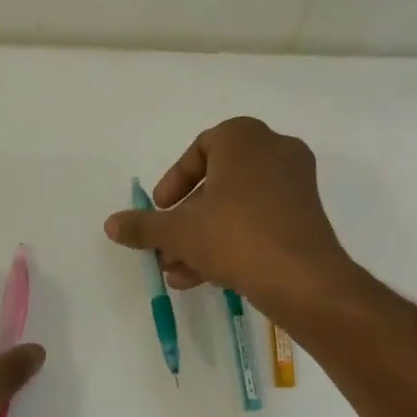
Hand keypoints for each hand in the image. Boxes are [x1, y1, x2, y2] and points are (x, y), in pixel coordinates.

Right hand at [103, 117, 351, 309]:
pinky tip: (203, 278)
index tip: (160, 209)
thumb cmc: (235, 237)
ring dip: (202, 238)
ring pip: (236, 208)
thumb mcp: (178, 232)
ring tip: (177, 271)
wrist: (302, 279)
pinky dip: (231, 243)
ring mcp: (295, 184)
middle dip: (185, 220)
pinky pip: (258, 222)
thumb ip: (143, 226)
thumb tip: (111, 224)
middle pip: (217, 183)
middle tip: (165, 246)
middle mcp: (274, 151)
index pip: (200, 149)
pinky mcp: (305, 217)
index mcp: (244, 138)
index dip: (174, 182)